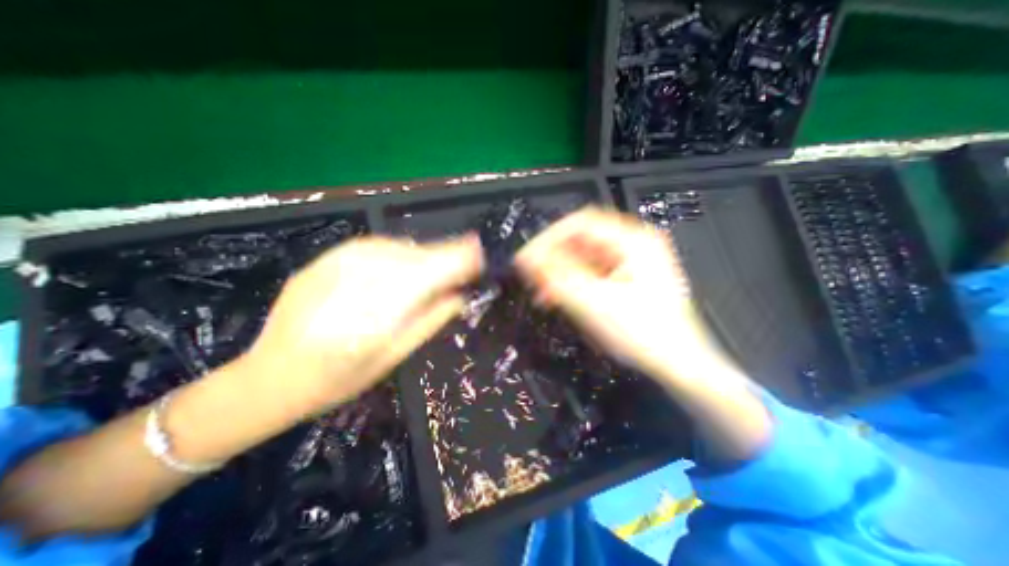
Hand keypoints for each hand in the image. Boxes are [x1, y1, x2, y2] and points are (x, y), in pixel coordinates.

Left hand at [240, 237, 481, 413]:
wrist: (268, 375)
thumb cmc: (337, 379)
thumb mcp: (394, 357)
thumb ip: (431, 320)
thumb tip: (460, 294)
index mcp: (375, 315)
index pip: (430, 273)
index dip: (459, 260)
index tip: (481, 255)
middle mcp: (357, 280)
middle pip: (418, 256)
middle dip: (446, 258)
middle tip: (462, 268)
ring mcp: (337, 263)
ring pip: (400, 248)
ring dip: (423, 258)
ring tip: (430, 275)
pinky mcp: (326, 257)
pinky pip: (379, 247)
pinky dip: (399, 255)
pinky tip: (399, 270)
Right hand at [517, 206, 721, 375]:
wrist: (678, 364)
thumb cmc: (643, 334)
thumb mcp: (594, 303)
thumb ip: (557, 277)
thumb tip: (526, 258)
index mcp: (633, 241)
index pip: (579, 223)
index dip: (548, 238)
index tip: (528, 258)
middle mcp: (633, 244)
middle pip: (581, 239)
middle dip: (553, 258)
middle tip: (532, 276)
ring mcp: (631, 261)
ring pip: (583, 256)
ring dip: (560, 271)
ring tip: (543, 292)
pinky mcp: (626, 277)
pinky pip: (591, 271)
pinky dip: (573, 281)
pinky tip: (559, 296)